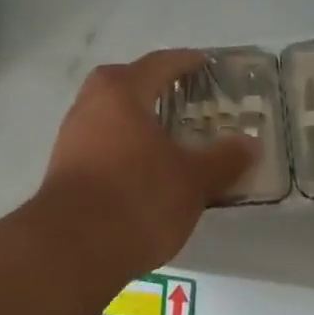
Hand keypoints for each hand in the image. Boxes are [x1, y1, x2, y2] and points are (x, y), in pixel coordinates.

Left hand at [37, 49, 258, 280]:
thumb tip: (250, 144)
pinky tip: (143, 169)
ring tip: (168, 137)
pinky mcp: (63, 170)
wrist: (70, 251)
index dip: (186, 62)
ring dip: (136, 119)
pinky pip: (100, 143)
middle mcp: (90, 105)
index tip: (205, 64)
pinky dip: (123, 146)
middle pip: (125, 83)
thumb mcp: (193, 180)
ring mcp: (71, 138)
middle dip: (153, 86)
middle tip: (183, 99)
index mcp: (122, 93)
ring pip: (109, 115)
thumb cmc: (138, 198)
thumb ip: (224, 159)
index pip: (159, 64)